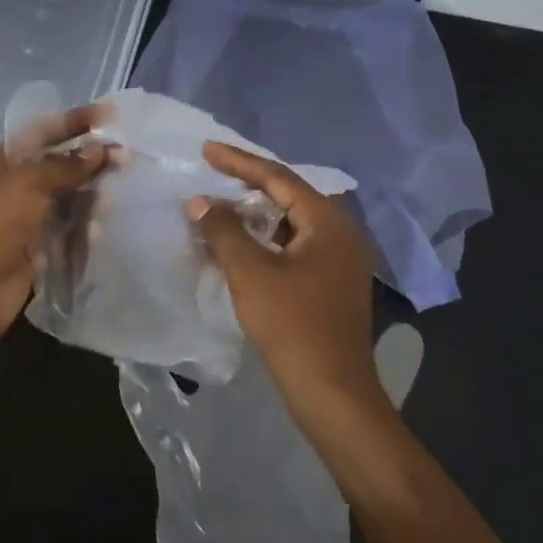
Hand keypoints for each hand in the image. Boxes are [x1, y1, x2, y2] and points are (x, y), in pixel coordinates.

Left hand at [0, 105, 107, 347]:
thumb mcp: (28, 184)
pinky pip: (67, 233)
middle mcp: (12, 188)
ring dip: (90, 198)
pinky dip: (83, 229)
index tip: (109, 115)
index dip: (74, 122)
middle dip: (89, 163)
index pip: (42, 133)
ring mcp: (25, 221)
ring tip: (115, 196)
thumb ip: (67, 166)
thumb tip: (101, 151)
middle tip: (126, 159)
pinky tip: (99, 230)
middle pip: (58, 168)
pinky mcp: (37, 251)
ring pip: (66, 201)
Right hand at [188, 141, 385, 420]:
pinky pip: (295, 244)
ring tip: (221, 204)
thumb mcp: (251, 273)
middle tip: (213, 171)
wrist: (333, 393)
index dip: (239, 162)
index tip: (206, 149)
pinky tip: (240, 244)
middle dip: (249, 183)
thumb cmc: (293, 326)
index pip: (278, 177)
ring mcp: (340, 260)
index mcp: (328, 222)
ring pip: (291, 222)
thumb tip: (200, 201)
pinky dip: (266, 238)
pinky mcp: (332, 282)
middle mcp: (341, 233)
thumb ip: (223, 231)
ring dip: (256, 213)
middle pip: (289, 195)